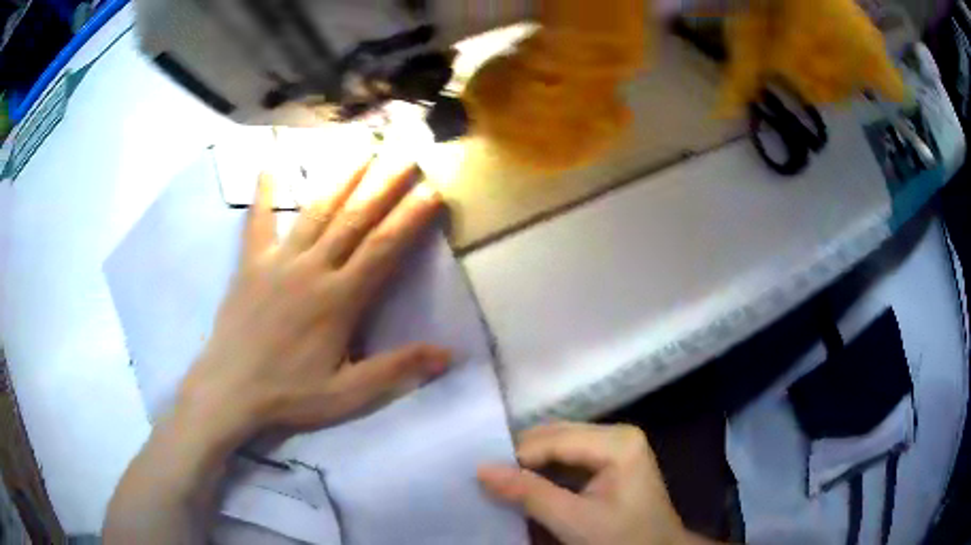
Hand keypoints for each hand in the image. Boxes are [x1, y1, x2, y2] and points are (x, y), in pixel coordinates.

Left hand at [177, 156, 449, 446]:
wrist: (229, 391)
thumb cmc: (290, 395)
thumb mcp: (348, 394)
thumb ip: (396, 369)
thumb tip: (449, 354)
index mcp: (339, 300)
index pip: (384, 248)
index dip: (411, 217)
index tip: (433, 189)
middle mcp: (312, 269)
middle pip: (355, 218)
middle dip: (384, 183)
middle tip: (406, 153)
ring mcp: (278, 262)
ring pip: (316, 211)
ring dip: (341, 177)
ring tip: (362, 148)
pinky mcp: (251, 264)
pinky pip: (258, 222)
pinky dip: (264, 193)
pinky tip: (269, 164)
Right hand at [478, 423, 692, 544]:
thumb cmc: (623, 539)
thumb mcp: (574, 521)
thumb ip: (529, 494)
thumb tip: (481, 469)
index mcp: (617, 441)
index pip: (553, 440)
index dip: (515, 457)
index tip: (481, 476)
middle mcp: (616, 434)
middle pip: (555, 437)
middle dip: (521, 458)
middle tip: (486, 478)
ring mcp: (614, 446)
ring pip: (557, 447)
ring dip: (529, 466)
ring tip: (500, 482)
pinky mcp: (609, 462)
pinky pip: (566, 459)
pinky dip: (544, 473)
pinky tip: (525, 487)